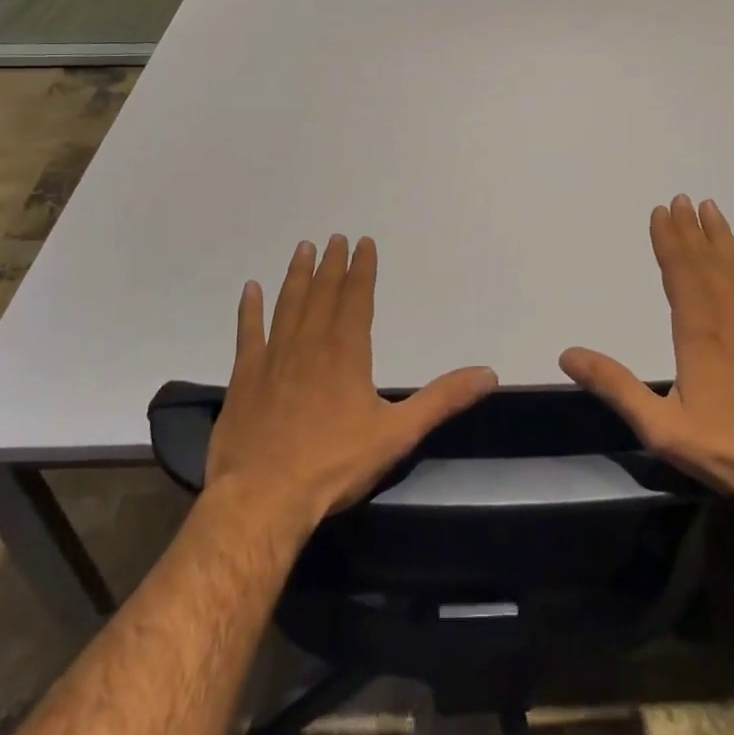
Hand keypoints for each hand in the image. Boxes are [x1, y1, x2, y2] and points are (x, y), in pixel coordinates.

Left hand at [206, 235, 497, 533]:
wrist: (262, 497)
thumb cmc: (333, 465)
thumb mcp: (397, 434)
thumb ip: (442, 400)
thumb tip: (488, 374)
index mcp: (346, 352)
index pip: (357, 298)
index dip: (362, 268)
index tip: (363, 243)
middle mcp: (310, 343)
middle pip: (323, 293)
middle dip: (332, 264)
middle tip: (335, 237)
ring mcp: (273, 357)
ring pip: (288, 304)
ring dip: (297, 275)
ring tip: (303, 249)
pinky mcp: (245, 377)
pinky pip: (248, 333)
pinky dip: (249, 310)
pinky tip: (250, 289)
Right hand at [560, 196, 733, 512]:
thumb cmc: (724, 450)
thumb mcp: (659, 426)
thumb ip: (615, 386)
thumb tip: (568, 355)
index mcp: (698, 331)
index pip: (679, 272)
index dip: (667, 240)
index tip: (660, 212)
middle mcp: (731, 315)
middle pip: (706, 261)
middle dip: (690, 230)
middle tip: (680, 200)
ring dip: (722, 237)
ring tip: (710, 208)